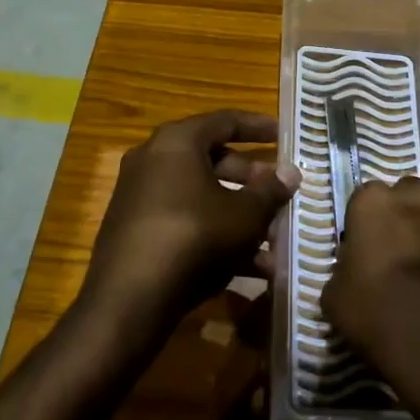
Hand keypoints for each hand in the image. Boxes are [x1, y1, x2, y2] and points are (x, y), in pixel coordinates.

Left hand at [82, 110, 299, 342]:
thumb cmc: (194, 236)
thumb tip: (291, 172)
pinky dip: (214, 235)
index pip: (225, 121)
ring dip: (238, 215)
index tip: (285, 134)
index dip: (258, 126)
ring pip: (200, 196)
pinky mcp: (135, 230)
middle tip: (279, 191)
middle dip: (250, 178)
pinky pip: (184, 221)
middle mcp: (153, 159)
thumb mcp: (244, 214)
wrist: (129, 298)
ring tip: (273, 241)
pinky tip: (249, 268)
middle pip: (211, 159)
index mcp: (177, 141)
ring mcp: (140, 196)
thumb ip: (270, 190)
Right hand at [322, 177, 419, 419]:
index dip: (359, 227)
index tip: (359, 254)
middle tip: (389, 257)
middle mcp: (416, 198)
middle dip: (396, 220)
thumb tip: (354, 270)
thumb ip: (342, 270)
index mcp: (375, 202)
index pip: (361, 201)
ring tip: (417, 277)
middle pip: (401, 199)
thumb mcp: (335, 299)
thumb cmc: (382, 315)